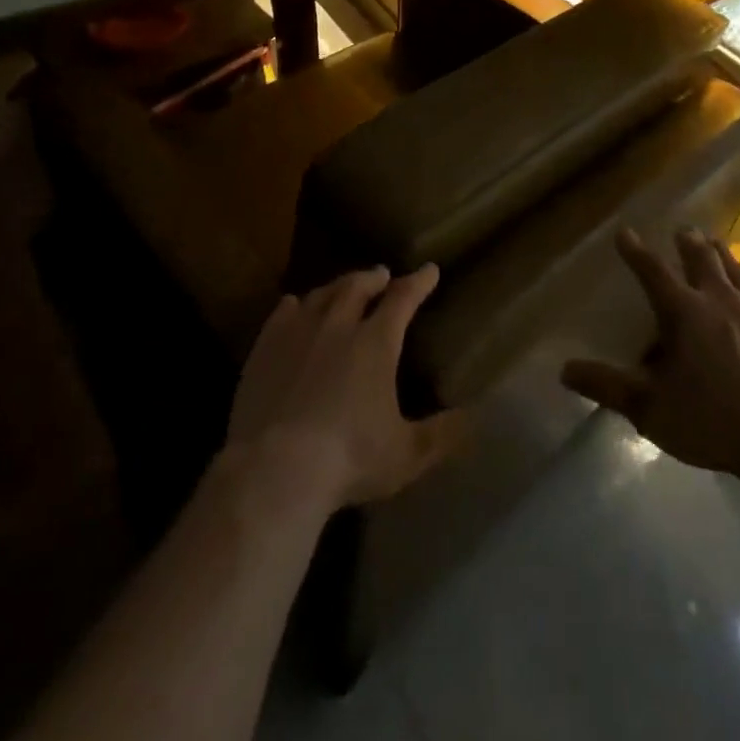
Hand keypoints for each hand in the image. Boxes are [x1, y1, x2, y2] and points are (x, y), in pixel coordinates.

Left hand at [225, 265, 459, 510]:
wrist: (275, 469)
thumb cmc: (348, 460)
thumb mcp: (405, 455)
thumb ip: (440, 435)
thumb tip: (474, 419)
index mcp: (376, 343)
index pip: (403, 299)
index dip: (418, 282)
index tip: (429, 270)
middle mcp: (338, 325)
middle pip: (358, 287)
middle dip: (375, 278)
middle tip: (382, 274)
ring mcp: (298, 332)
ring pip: (323, 294)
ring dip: (339, 286)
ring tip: (345, 286)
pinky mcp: (265, 347)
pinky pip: (283, 312)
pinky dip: (296, 304)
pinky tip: (295, 305)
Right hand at [562, 229, 739, 480]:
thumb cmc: (711, 420)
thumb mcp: (650, 409)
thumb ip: (607, 386)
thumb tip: (564, 370)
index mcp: (683, 311)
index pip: (652, 271)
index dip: (636, 251)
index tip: (624, 233)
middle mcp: (719, 300)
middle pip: (702, 259)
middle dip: (689, 242)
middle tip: (683, 230)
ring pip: (737, 270)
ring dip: (724, 254)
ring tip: (716, 243)